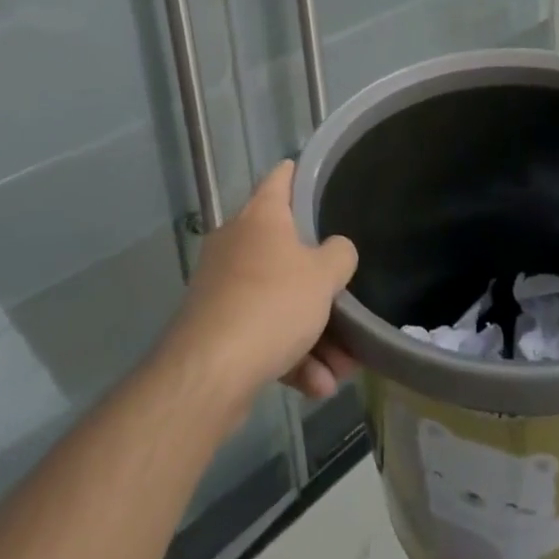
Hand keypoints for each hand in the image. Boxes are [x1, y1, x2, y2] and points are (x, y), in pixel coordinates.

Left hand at [160, 161, 358, 410]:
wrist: (209, 373)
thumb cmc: (272, 303)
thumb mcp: (324, 275)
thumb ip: (339, 255)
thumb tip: (336, 250)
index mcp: (260, 216)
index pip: (280, 178)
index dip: (299, 173)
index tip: (315, 172)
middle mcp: (237, 243)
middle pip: (286, 250)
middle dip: (321, 284)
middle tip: (348, 301)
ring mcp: (223, 287)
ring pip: (278, 300)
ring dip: (313, 333)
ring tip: (341, 367)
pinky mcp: (216, 328)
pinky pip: (262, 333)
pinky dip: (290, 355)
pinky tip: (316, 385)